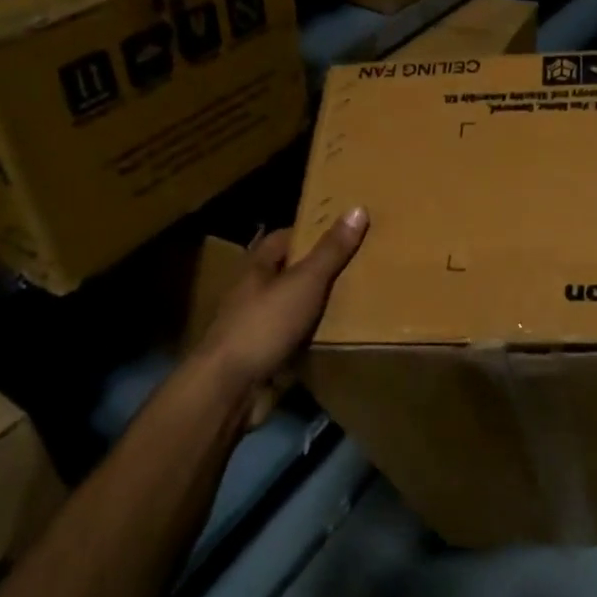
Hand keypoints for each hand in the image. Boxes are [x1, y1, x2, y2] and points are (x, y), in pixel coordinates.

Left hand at [198, 208, 367, 389]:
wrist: (232, 387)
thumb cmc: (264, 325)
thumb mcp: (304, 282)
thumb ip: (330, 251)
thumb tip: (357, 208)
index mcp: (257, 268)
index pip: (284, 238)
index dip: (312, 231)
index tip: (345, 228)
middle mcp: (256, 293)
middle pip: (292, 272)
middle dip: (323, 268)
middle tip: (363, 261)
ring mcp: (261, 326)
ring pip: (298, 307)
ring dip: (323, 304)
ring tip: (364, 295)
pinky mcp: (270, 355)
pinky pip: (300, 338)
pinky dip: (319, 335)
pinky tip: (347, 334)